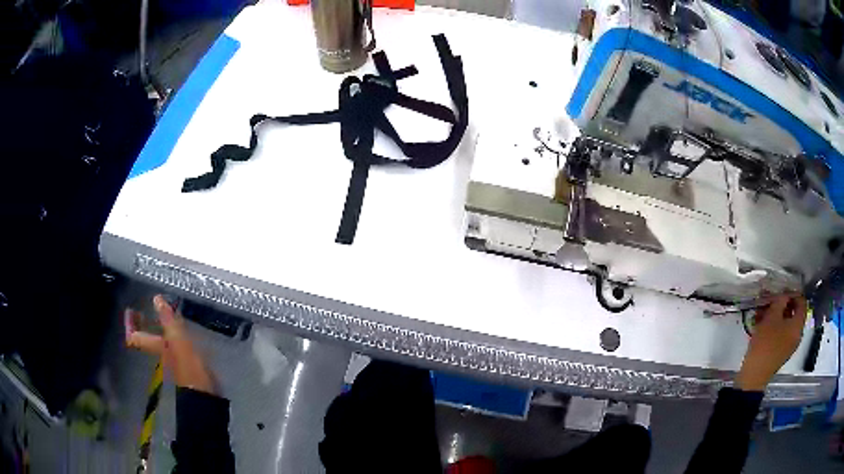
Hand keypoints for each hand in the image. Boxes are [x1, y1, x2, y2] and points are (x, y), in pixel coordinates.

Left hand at [125, 295, 215, 393]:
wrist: (206, 395)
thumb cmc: (189, 368)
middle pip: (146, 338)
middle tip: (144, 310)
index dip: (130, 325)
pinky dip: (173, 334)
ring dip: (158, 327)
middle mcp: (161, 352)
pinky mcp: (186, 362)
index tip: (130, 310)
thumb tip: (157, 298)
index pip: (136, 337)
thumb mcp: (179, 341)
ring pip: (160, 340)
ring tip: (165, 313)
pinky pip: (174, 344)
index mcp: (156, 347)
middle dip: (143, 324)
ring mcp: (173, 358)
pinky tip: (182, 329)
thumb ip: (168, 321)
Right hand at [735, 295, 807, 391]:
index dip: (794, 292)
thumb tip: (785, 295)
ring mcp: (789, 345)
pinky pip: (781, 334)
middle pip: (794, 313)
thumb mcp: (772, 316)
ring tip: (762, 313)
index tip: (782, 289)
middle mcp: (797, 335)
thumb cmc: (766, 344)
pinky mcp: (780, 352)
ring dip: (776, 315)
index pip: (802, 302)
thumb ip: (780, 301)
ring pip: (786, 323)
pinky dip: (774, 327)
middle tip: (770, 300)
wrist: (754, 376)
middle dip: (782, 305)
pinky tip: (761, 326)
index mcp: (798, 325)